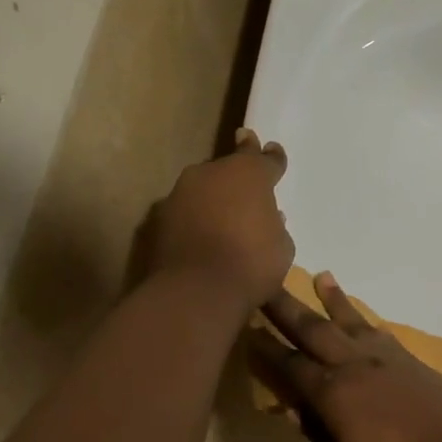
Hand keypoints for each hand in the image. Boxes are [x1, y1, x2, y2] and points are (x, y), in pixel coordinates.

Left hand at [143, 129, 293, 311]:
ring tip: (222, 218)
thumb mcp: (281, 247)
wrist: (196, 290)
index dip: (272, 158)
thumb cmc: (251, 264)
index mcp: (249, 173)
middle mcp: (212, 172)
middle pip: (229, 168)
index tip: (272, 150)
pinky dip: (194, 218)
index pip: (264, 159)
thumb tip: (267, 217)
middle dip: (237, 177)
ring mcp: (181, 192)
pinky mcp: (160, 215)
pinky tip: (200, 235)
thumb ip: (274, 225)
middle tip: (244, 188)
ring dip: (213, 198)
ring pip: (203, 187)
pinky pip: (185, 210)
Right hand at [249, 272, 441, 441]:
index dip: (264, 349)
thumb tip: (295, 411)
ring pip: (348, 321)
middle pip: (312, 329)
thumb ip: (321, 439)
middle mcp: (354, 365)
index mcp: (334, 395)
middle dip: (284, 307)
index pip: (289, 365)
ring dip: (329, 299)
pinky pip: (377, 330)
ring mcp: (385, 358)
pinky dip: (363, 318)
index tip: (243, 329)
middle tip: (262, 284)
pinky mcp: (410, 360)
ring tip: (318, 275)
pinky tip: (360, 316)